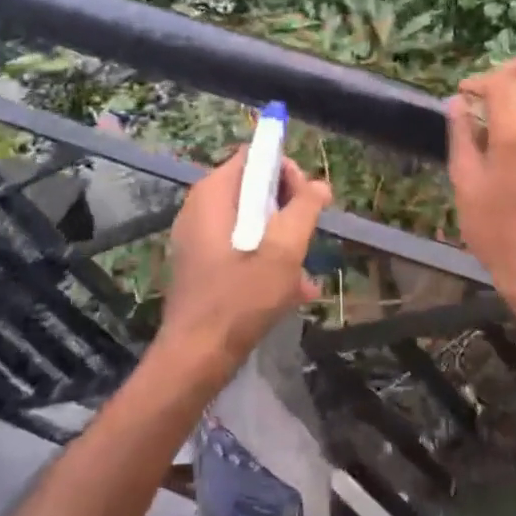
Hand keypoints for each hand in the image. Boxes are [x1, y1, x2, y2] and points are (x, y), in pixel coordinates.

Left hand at [158, 145, 332, 381]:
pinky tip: (293, 290)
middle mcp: (201, 208)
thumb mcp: (283, 250)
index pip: (253, 156)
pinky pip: (240, 247)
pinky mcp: (202, 264)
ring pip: (250, 221)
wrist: (196, 358)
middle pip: (253, 188)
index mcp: (213, 194)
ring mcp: (198, 238)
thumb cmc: (240, 298)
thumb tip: (319, 185)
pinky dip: (265, 258)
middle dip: (287, 208)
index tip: (306, 199)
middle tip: (307, 235)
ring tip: (305, 269)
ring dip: (281, 239)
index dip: (285, 170)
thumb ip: (304, 210)